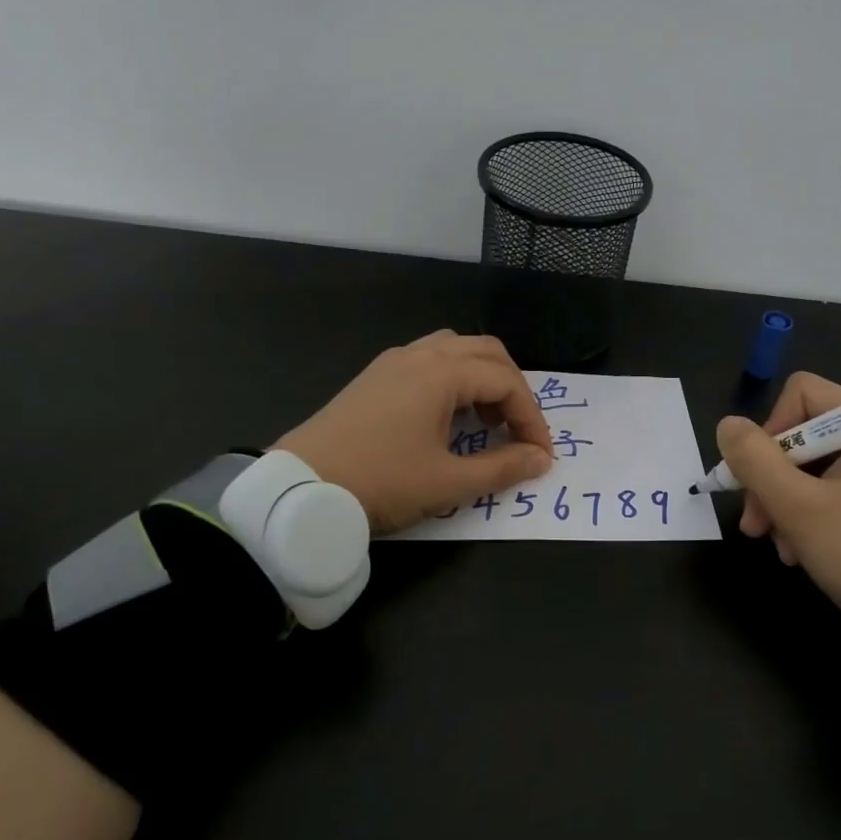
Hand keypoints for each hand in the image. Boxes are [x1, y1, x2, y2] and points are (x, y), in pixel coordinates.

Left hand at [277, 331, 554, 534]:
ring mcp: (393, 362)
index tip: (541, 456)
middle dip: (513, 388)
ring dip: (482, 377)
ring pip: (455, 350)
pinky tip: (447, 416)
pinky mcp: (374, 377)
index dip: (532, 418)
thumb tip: (540, 460)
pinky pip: (429, 360)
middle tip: (518, 431)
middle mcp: (419, 355)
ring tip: (487, 419)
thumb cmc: (380, 482)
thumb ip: (501, 468)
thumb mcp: (447, 482)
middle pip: (486, 352)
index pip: (506, 381)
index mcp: (441, 373)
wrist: (299, 489)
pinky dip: (454, 379)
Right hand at [719, 371, 840, 650]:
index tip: (759, 472)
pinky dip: (800, 521)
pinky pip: (820, 497)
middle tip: (755, 522)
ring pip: (802, 471)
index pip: (801, 394)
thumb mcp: (798, 506)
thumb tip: (727, 425)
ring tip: (776, 544)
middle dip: (768, 480)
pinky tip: (795, 553)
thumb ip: (755, 461)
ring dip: (779, 506)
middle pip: (797, 437)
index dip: (771, 428)